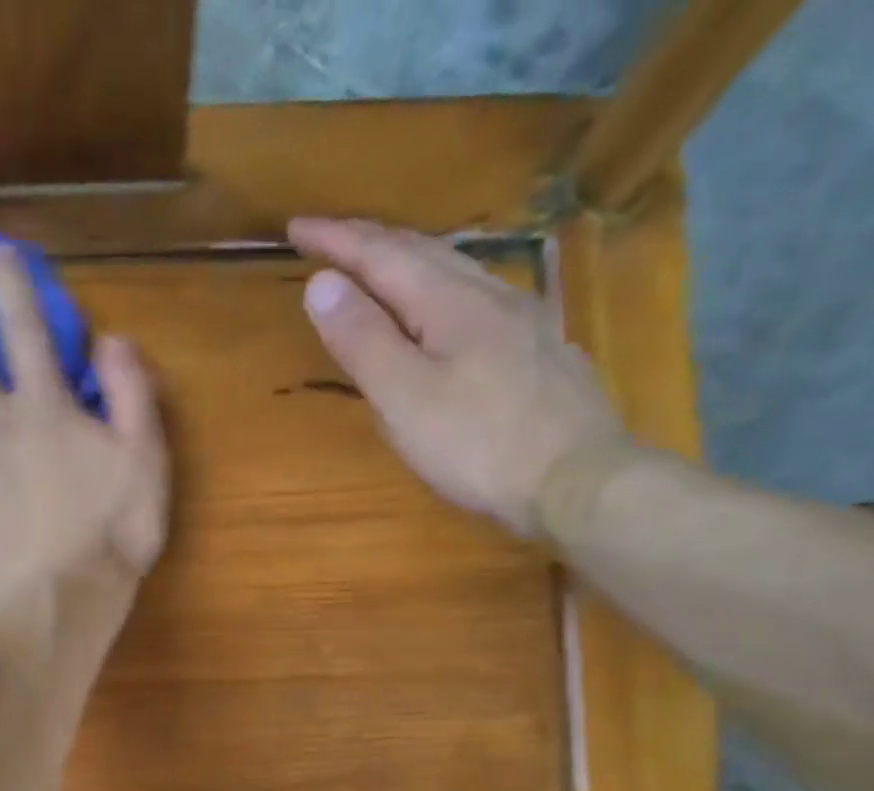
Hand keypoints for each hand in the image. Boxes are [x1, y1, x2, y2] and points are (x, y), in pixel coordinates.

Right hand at [288, 217, 627, 537]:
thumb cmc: (479, 446)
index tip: (295, 227)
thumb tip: (322, 282)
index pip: (382, 254)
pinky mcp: (539, 349)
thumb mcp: (405, 399)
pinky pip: (478, 300)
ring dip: (409, 262)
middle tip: (330, 241)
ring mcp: (522, 319)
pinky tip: (444, 311)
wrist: (577, 480)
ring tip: (379, 268)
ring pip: (456, 272)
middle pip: (424, 251)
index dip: (336, 239)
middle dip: (371, 242)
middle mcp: (490, 294)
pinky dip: (442, 292)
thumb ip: (363, 340)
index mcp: (450, 302)